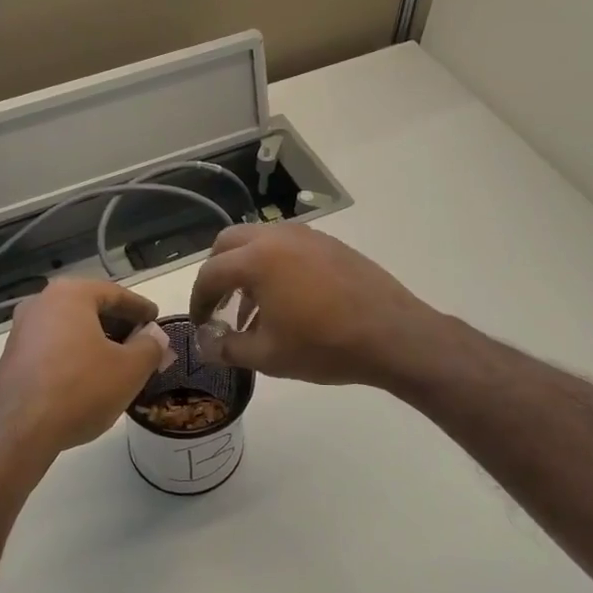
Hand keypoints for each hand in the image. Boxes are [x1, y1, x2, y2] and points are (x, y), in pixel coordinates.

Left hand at [0, 278, 173, 454]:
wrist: (19, 431)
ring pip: (70, 329)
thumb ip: (150, 346)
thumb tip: (155, 337)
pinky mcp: (12, 358)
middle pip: (90, 308)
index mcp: (70, 294)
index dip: (141, 308)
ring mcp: (21, 331)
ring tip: (119, 364)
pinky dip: (75, 355)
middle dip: (119, 326)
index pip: (115, 294)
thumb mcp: (130, 369)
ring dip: (97, 341)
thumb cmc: (81, 389)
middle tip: (142, 344)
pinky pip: (53, 347)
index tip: (157, 320)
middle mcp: (40, 303)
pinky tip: (89, 379)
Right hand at [187, 224, 437, 386]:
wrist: (393, 335)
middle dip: (218, 274)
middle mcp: (277, 236)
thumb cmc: (324, 346)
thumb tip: (204, 345)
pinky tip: (286, 302)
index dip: (198, 301)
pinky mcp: (330, 244)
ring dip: (246, 269)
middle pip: (229, 244)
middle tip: (219, 306)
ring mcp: (307, 236)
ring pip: (260, 241)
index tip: (201, 324)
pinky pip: (287, 247)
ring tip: (252, 310)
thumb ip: (227, 347)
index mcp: (256, 259)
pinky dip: (274, 266)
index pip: (210, 273)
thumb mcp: (268, 356)